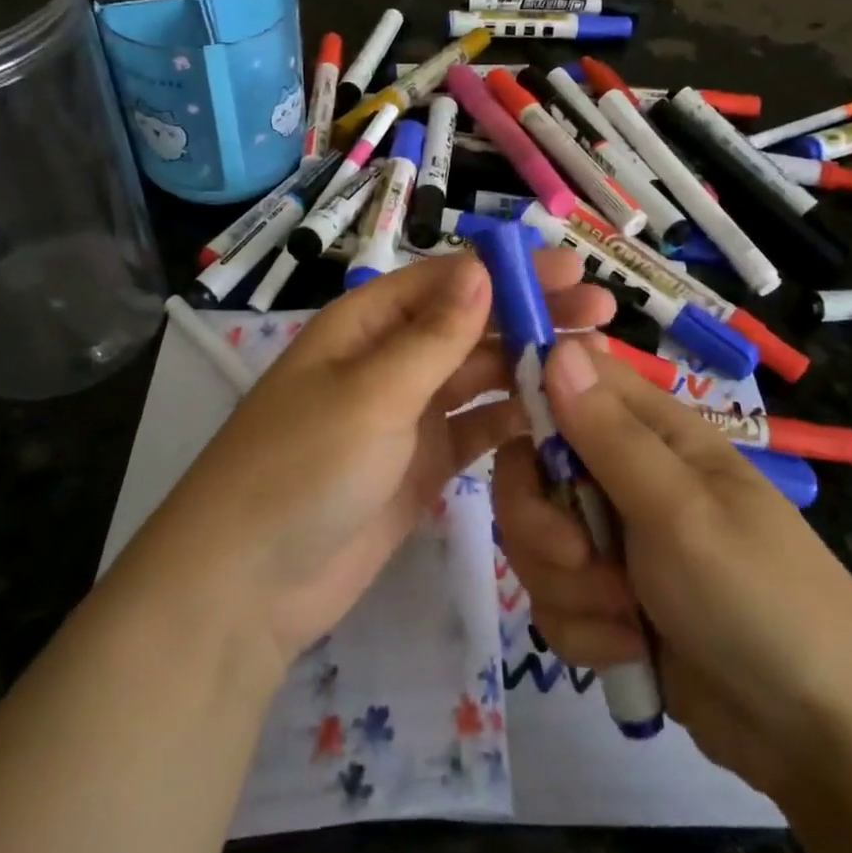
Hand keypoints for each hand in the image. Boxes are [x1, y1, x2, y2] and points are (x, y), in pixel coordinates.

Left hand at [137, 252, 614, 670]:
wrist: (249, 585)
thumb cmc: (303, 466)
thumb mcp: (371, 393)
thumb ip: (434, 336)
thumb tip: (482, 268)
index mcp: (367, 324)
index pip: (448, 281)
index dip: (510, 271)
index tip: (574, 268)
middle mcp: (390, 360)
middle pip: (471, 325)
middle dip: (532, 314)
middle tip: (602, 311)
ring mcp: (408, 414)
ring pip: (480, 376)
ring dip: (531, 365)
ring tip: (594, 360)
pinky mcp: (423, 463)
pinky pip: (478, 429)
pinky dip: (514, 420)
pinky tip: (560, 414)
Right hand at [492, 339, 851, 796]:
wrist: (819, 737)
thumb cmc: (757, 596)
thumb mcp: (679, 509)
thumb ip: (608, 434)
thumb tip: (557, 346)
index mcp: (650, 432)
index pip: (568, 380)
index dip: (530, 396)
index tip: (509, 435)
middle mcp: (624, 476)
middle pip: (532, 468)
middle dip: (539, 521)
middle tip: (576, 556)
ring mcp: (614, 541)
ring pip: (536, 539)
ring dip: (568, 586)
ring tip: (625, 619)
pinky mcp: (608, 601)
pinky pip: (554, 598)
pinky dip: (585, 630)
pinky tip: (630, 650)